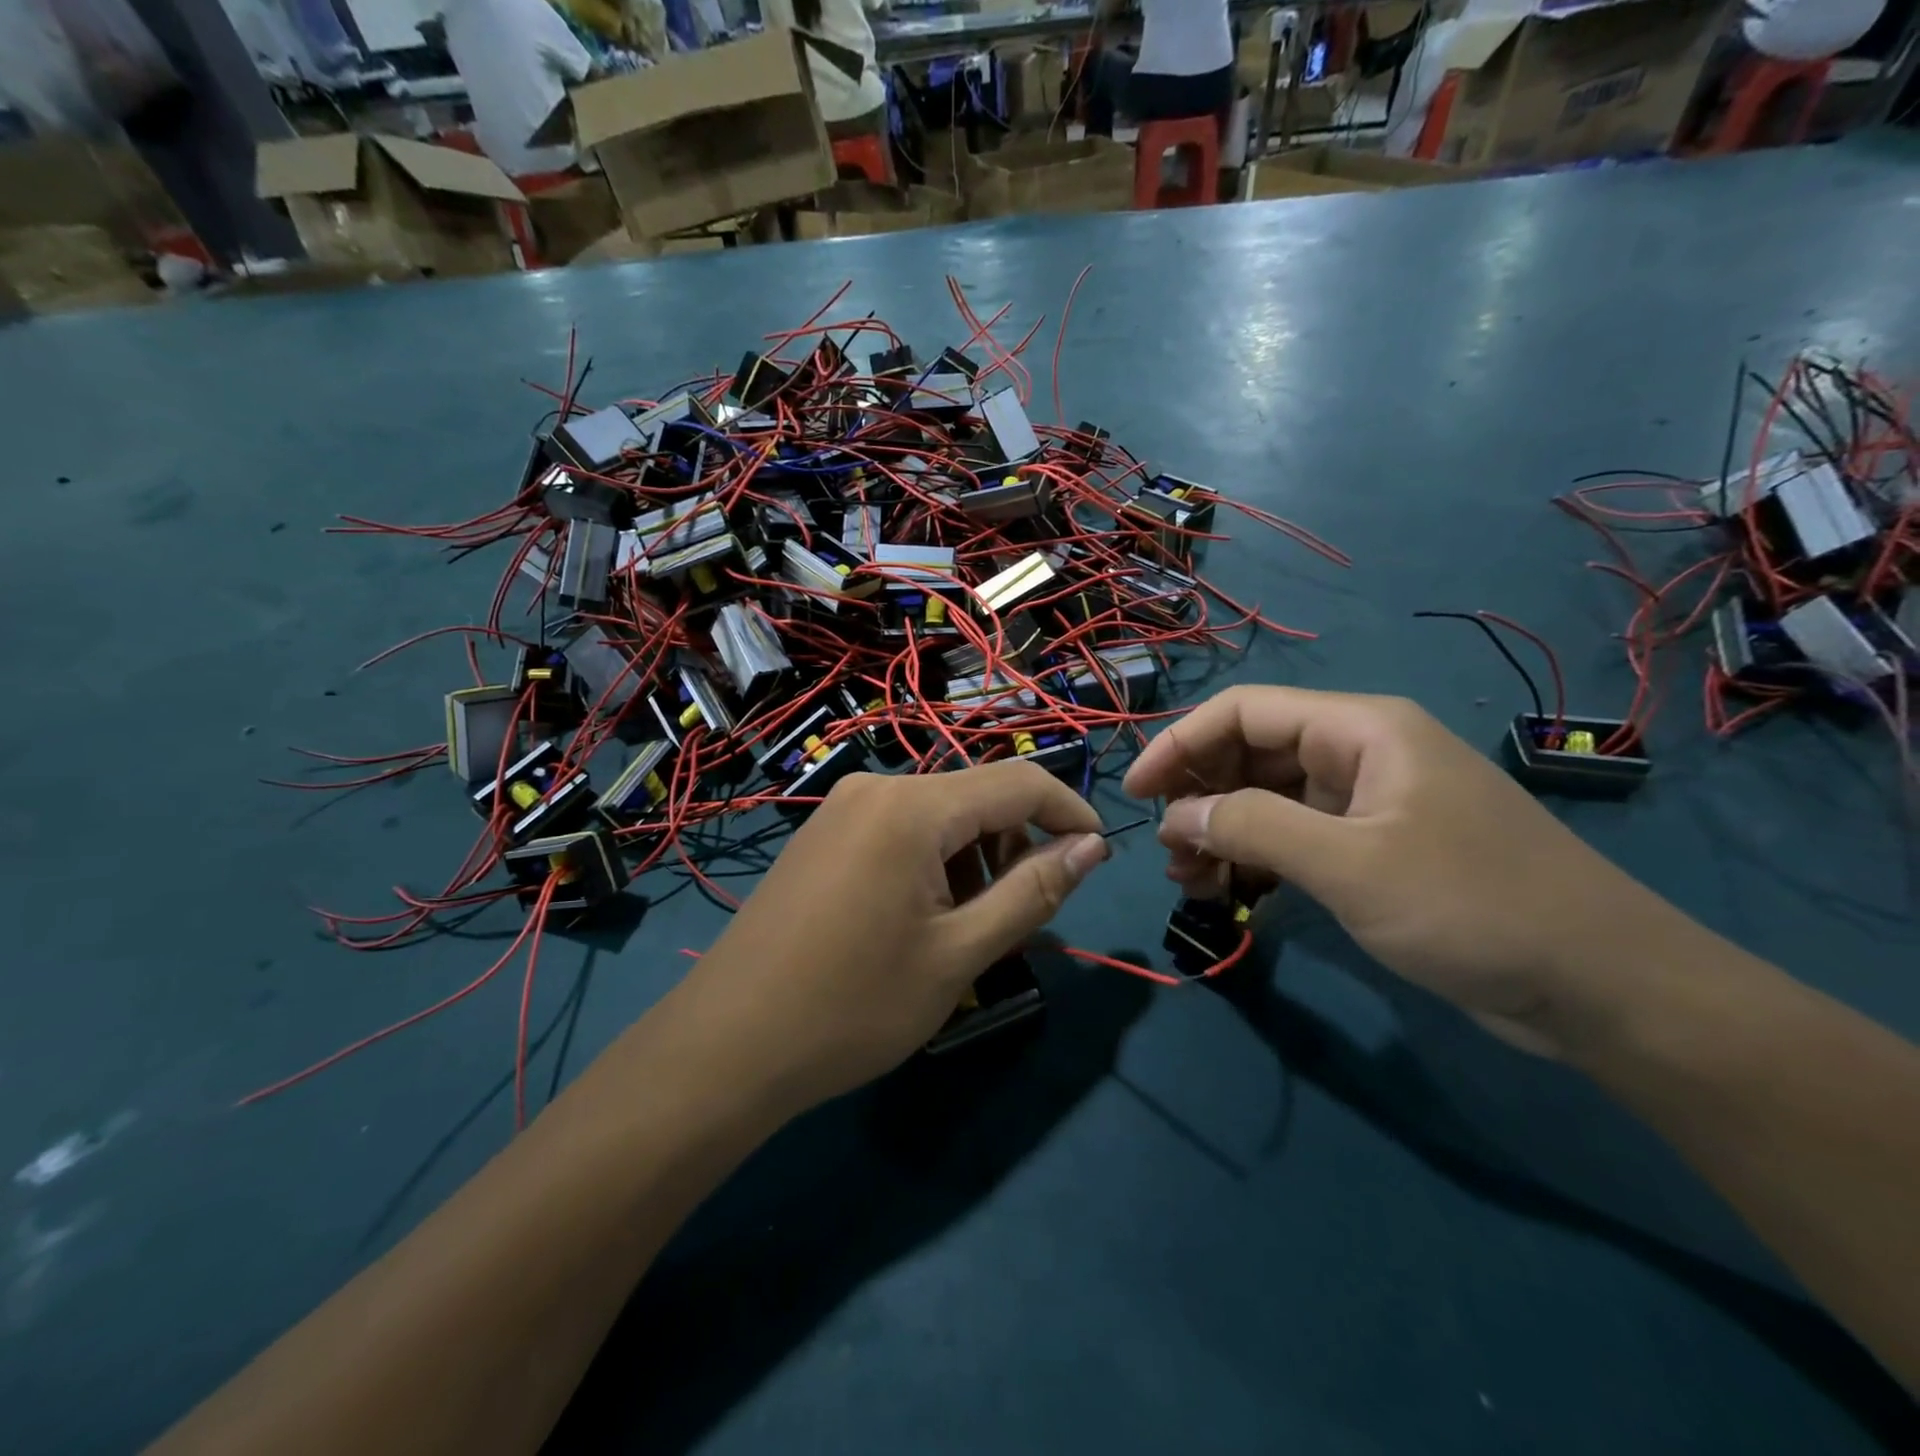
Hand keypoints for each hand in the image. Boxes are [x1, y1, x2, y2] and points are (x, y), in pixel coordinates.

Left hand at [674, 762, 1108, 1111]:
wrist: (727, 1046)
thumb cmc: (853, 1005)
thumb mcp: (959, 954)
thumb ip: (1032, 892)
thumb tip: (1090, 848)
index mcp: (913, 806)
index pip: (1019, 782)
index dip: (1069, 812)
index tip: (1099, 858)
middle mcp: (876, 788)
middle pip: (976, 798)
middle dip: (1014, 847)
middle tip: (1019, 919)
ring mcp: (842, 808)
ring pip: (939, 816)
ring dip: (972, 860)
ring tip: (965, 931)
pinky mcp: (823, 835)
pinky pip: (899, 830)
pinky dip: (932, 862)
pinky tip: (918, 919)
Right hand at [1123, 686, 1679, 1057]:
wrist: (1601, 987)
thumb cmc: (1473, 906)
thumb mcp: (1350, 864)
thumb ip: (1253, 828)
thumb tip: (1176, 815)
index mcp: (1359, 728)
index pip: (1244, 711)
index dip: (1180, 743)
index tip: (1137, 793)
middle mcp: (1359, 753)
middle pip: (1250, 753)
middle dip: (1199, 797)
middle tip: (1167, 852)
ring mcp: (1367, 803)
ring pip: (1267, 800)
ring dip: (1221, 833)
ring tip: (1188, 881)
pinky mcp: (1374, 849)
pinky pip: (1294, 838)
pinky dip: (1255, 861)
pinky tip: (1228, 893)